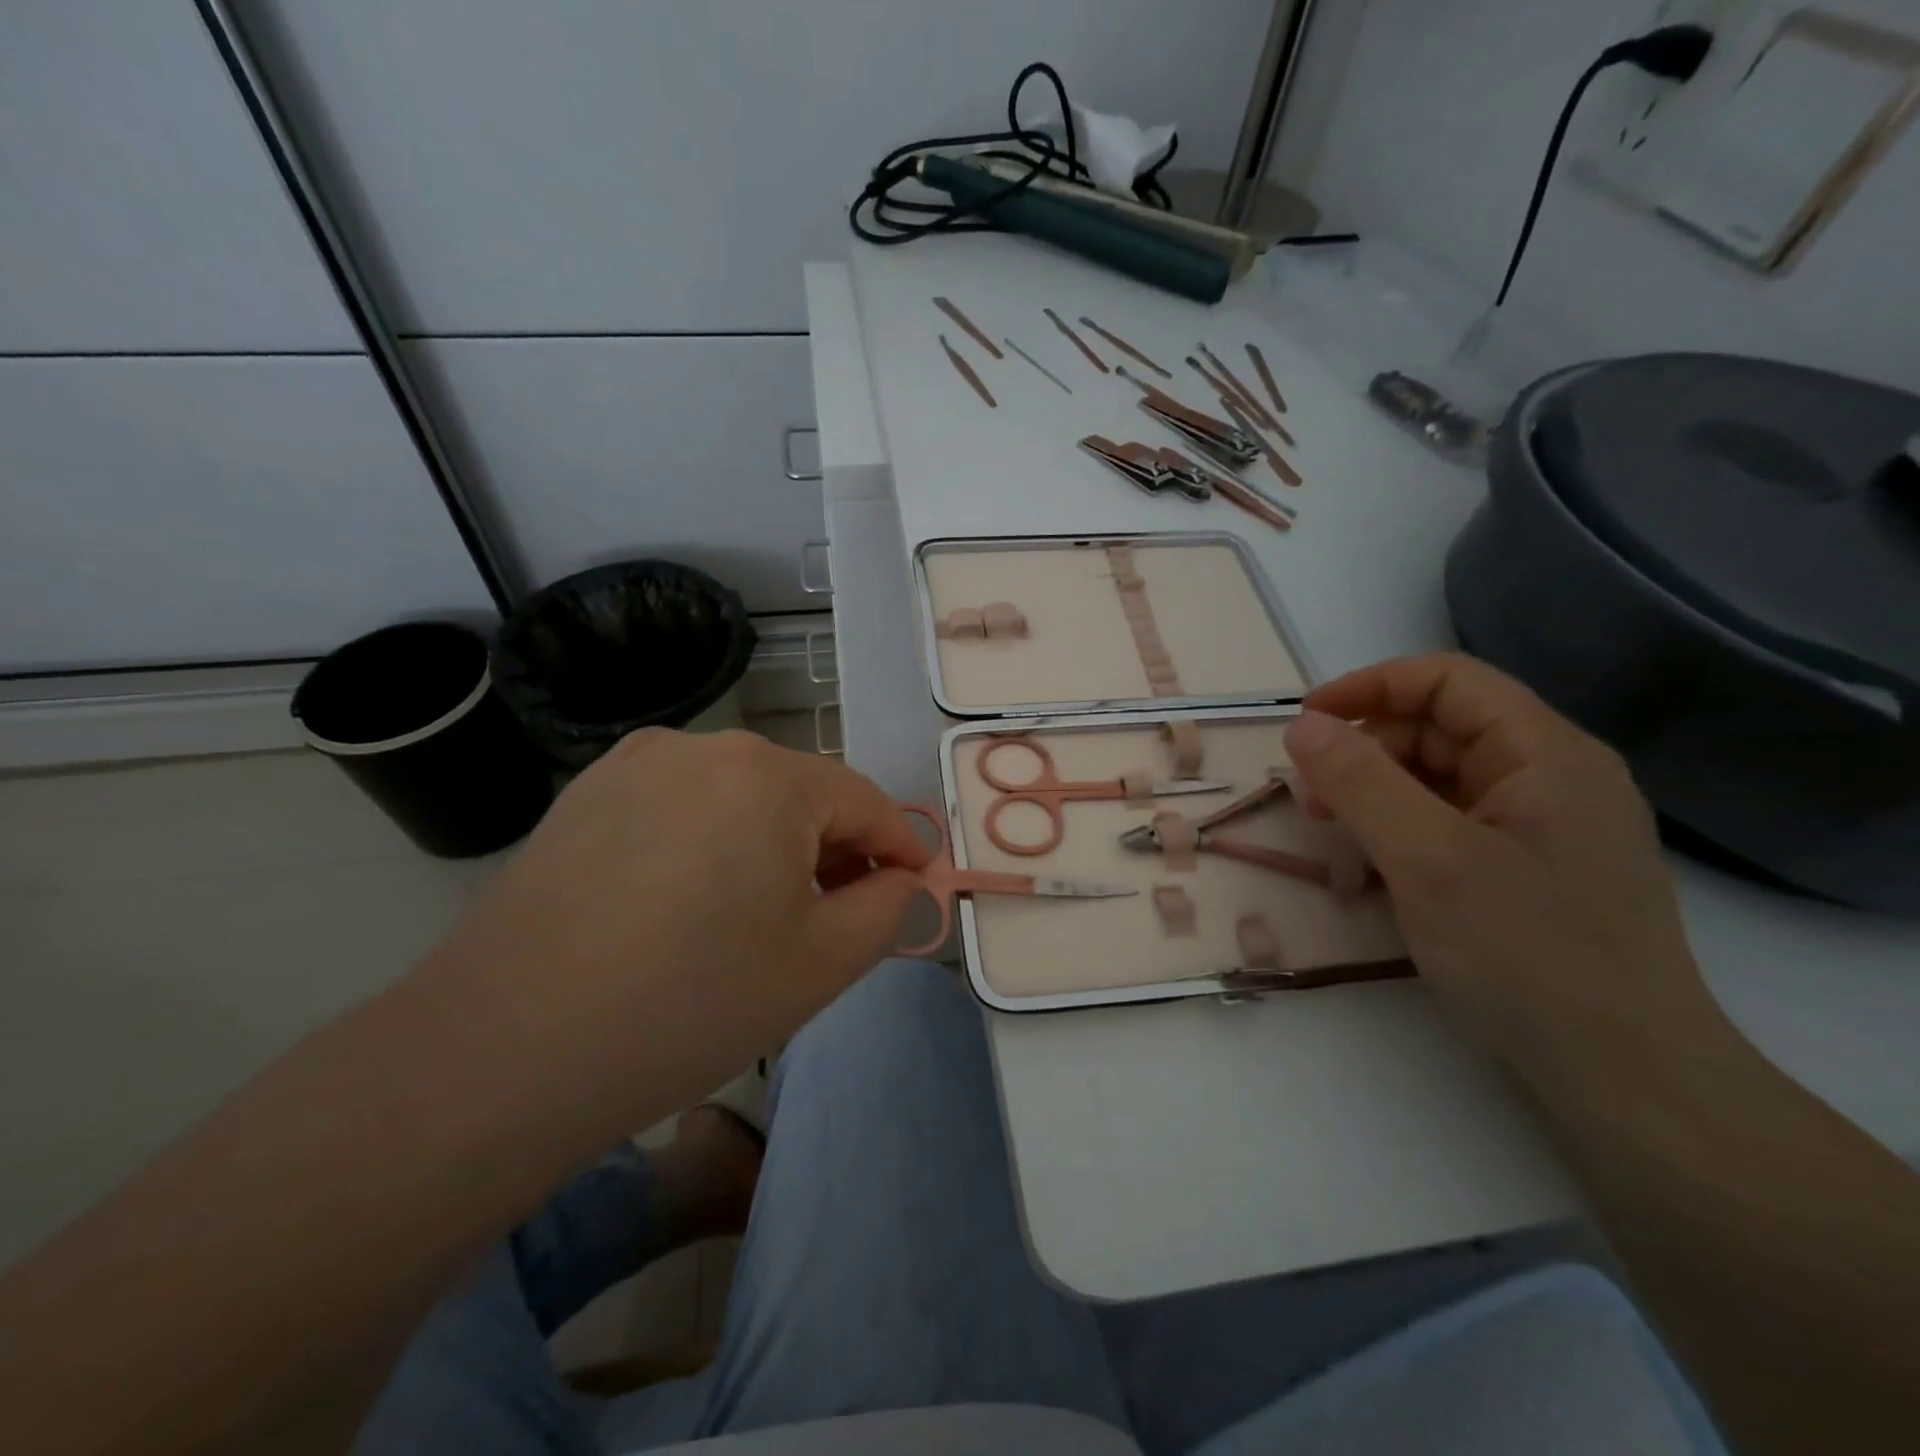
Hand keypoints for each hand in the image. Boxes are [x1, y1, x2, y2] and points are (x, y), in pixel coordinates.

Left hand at [417, 729, 929, 1139]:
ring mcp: (633, 764)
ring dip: (771, 846)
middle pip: (799, 795)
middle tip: (837, 919)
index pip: (862, 801)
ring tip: (759, 918)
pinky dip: (710, 844)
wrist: (503, 1053)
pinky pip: (680, 807)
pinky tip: (688, 905)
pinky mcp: (586, 795)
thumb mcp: (822, 964)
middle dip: (833, 850)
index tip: (915, 888)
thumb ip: (887, 908)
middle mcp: (701, 746)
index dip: (899, 846)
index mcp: (766, 775)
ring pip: (738, 799)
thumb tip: (901, 878)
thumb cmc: (690, 1004)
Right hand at [1282, 653, 1720, 1084]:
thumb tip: (1302, 726)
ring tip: (1333, 832)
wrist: (1625, 1080)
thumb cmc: (1526, 955)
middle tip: (1310, 798)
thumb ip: (1360, 782)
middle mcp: (1553, 778)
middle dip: (1366, 750)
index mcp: (1547, 755)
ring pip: (1442, 779)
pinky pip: (1453, 824)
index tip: (1305, 724)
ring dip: (1378, 793)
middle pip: (1442, 729)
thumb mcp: (1428, 860)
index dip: (1370, 687)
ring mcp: (1544, 828)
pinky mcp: (1531, 872)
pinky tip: (1373, 865)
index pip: (1449, 681)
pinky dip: (1403, 830)